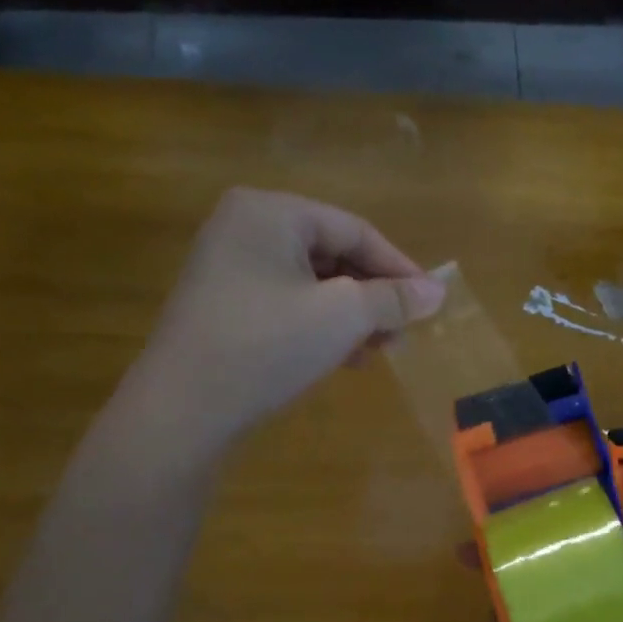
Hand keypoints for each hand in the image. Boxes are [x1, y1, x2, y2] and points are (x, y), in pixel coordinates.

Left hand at [145, 188, 444, 449]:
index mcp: (270, 212)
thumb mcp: (342, 317)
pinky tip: (344, 358)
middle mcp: (245, 228)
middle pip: (332, 255)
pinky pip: (287, 304)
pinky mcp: (223, 306)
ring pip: (312, 284)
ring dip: (352, 315)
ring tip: (379, 350)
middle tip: (404, 332)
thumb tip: (438, 291)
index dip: (399, 267)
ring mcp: (228, 268)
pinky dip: (320, 326)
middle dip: (373, 296)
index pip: (354, 230)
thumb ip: (394, 299)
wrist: (184, 409)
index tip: (431, 301)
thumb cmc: (267, 346)